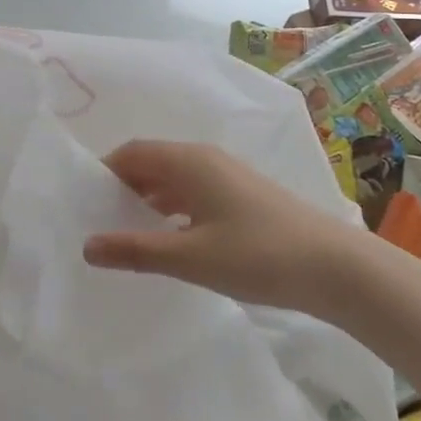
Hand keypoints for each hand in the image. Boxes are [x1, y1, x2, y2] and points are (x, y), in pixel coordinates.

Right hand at [82, 140, 358, 315]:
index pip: (133, 152)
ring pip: (174, 178)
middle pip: (152, 162)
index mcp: (189, 162)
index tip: (83, 201)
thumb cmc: (258, 255)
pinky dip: (172, 207)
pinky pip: (194, 191)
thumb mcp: (190, 257)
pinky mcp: (243, 196)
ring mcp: (228, 176)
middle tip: (99, 219)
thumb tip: (86, 246)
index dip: (105, 172)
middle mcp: (206, 159)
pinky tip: (170, 237)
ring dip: (148, 198)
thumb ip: (136, 250)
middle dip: (123, 186)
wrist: (336, 268)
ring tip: (128, 231)